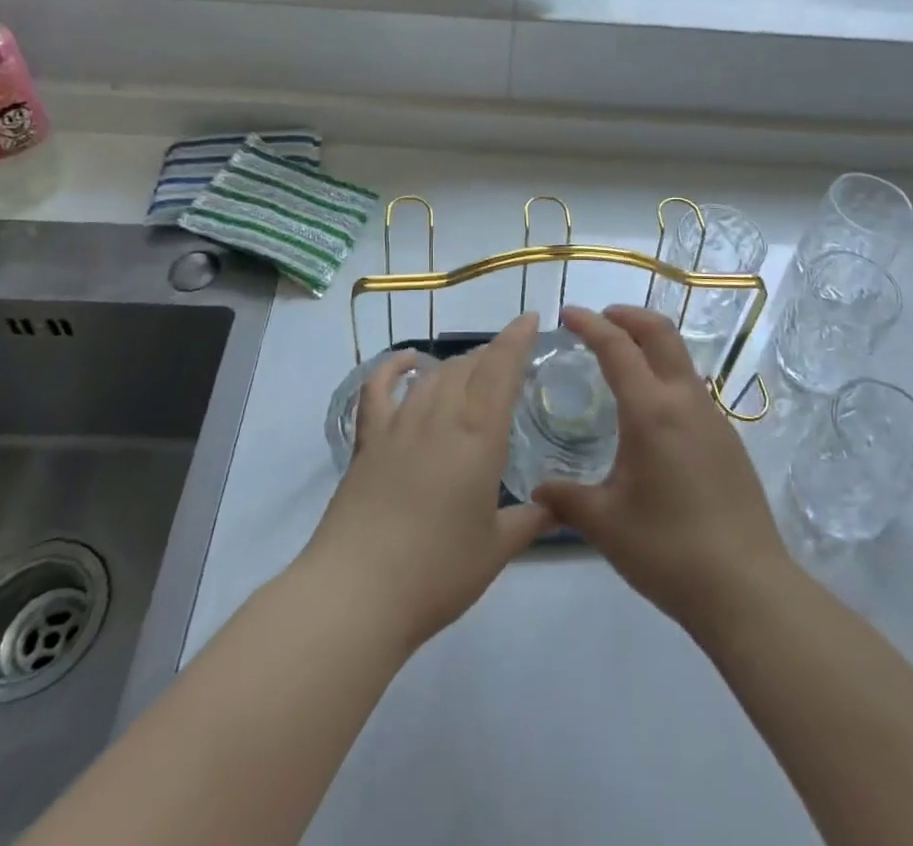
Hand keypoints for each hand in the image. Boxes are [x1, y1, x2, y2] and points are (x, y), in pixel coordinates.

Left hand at [300, 314, 552, 652]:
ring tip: (470, 369)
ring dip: (455, 365)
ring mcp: (399, 425)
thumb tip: (554, 509)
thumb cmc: (437, 572)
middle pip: (467, 367)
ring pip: (433, 376)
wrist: (357, 592)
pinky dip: (393, 368)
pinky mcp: (368, 441)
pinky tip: (407, 363)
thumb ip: (528, 522)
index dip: (517, 339)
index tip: (530, 319)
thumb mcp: (495, 550)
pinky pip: (379, 390)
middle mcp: (440, 417)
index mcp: (478, 435)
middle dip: (491, 355)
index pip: (501, 369)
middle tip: (508, 362)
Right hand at [535, 305, 789, 634]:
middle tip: (599, 320)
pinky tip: (651, 412)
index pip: (617, 347)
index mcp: (651, 410)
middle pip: (660, 332)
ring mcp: (713, 417)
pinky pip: (691, 388)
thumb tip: (536, 491)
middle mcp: (685, 401)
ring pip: (680, 358)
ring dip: (650, 344)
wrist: (747, 588)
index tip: (567, 314)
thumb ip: (565, 499)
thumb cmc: (668, 550)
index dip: (590, 324)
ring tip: (621, 362)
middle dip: (627, 315)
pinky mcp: (728, 439)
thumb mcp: (605, 524)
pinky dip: (665, 375)